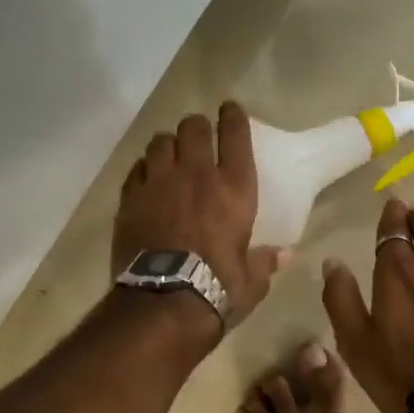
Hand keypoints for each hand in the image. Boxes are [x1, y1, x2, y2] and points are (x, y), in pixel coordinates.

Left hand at [112, 102, 284, 329]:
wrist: (163, 303)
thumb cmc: (217, 289)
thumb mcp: (250, 281)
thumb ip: (264, 262)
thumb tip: (283, 255)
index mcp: (234, 189)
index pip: (235, 135)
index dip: (233, 116)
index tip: (230, 109)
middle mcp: (196, 175)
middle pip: (193, 128)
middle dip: (197, 127)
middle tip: (198, 136)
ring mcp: (159, 183)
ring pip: (160, 142)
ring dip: (168, 145)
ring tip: (170, 155)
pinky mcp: (130, 198)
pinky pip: (136, 169)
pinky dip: (143, 169)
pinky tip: (147, 179)